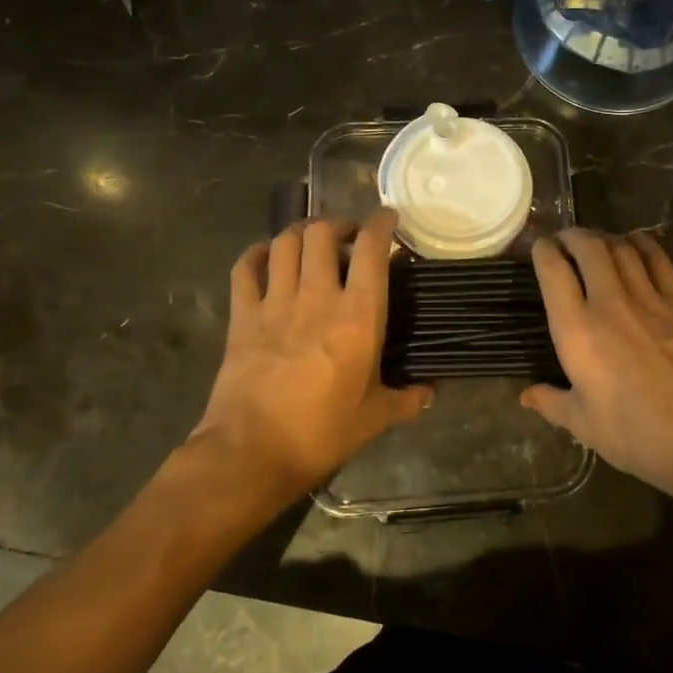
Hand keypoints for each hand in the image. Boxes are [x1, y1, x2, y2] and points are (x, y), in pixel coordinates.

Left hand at [187, 211, 430, 497]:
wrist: (250, 453)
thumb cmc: (321, 433)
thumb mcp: (374, 418)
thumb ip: (405, 399)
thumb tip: (430, 392)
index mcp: (358, 317)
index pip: (373, 251)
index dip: (382, 225)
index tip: (389, 220)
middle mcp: (318, 297)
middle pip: (322, 234)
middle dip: (338, 224)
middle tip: (349, 236)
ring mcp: (275, 304)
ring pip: (284, 243)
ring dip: (301, 233)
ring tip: (313, 242)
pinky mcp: (242, 317)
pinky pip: (245, 269)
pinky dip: (257, 254)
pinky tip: (267, 257)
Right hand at [522, 229, 672, 500]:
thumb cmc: (636, 435)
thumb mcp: (584, 425)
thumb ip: (552, 403)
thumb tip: (526, 396)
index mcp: (577, 330)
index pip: (553, 271)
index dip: (542, 250)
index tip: (538, 248)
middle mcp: (610, 303)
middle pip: (589, 247)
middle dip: (572, 235)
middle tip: (565, 241)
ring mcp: (649, 299)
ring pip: (622, 248)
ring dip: (604, 238)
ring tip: (596, 243)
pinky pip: (659, 260)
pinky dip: (643, 244)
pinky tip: (636, 244)